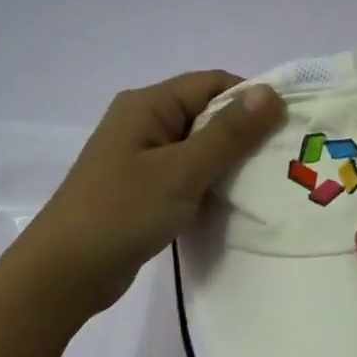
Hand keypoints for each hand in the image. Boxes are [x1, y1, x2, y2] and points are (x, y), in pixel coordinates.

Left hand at [24, 70, 282, 320]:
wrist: (66, 272)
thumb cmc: (123, 212)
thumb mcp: (182, 171)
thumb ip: (228, 133)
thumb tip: (271, 92)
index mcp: (148, 105)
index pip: (212, 84)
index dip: (252, 99)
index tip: (289, 126)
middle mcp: (143, 123)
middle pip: (206, 114)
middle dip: (245, 132)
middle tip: (286, 157)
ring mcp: (141, 158)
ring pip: (198, 147)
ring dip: (229, 161)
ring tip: (269, 180)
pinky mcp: (143, 189)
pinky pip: (186, 174)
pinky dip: (210, 183)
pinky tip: (235, 201)